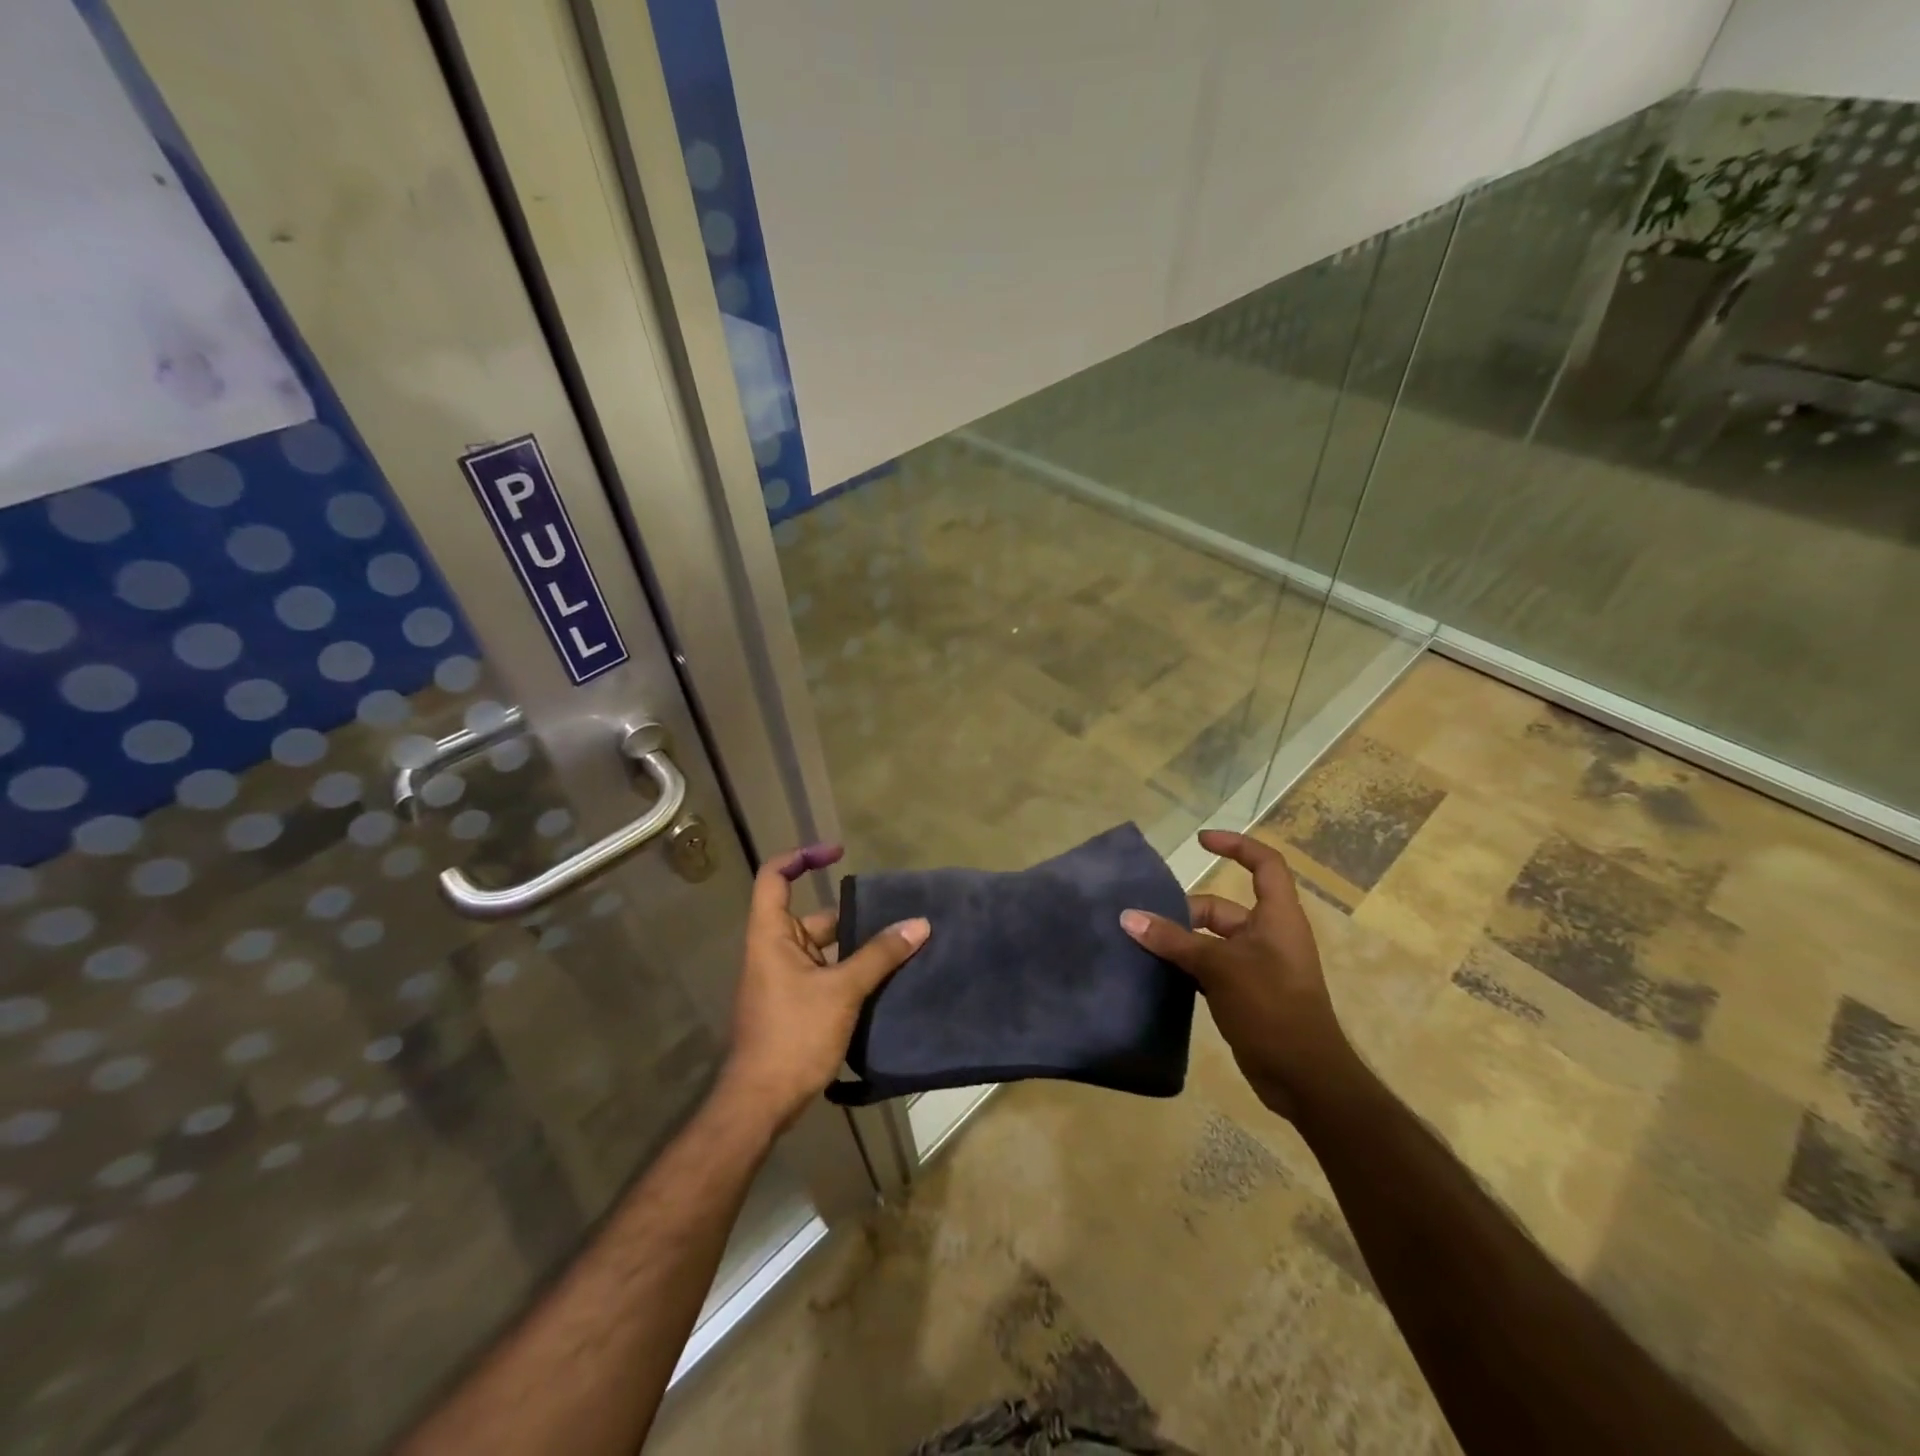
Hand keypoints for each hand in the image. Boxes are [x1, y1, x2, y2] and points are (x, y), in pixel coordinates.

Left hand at [720, 844, 929, 1132]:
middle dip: (853, 914)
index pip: (775, 878)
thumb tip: (919, 923)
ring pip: (826, 948)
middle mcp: (775, 950)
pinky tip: (887, 978)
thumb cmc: (794, 1034)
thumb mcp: (842, 990)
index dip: (802, 857)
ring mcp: (785, 979)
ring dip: (858, 947)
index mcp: (772, 935)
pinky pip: (827, 973)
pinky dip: (853, 971)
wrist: (761, 1102)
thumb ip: (880, 955)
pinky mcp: (797, 1004)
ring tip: (903, 943)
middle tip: (897, 913)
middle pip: (814, 916)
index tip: (838, 853)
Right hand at [1120, 829, 1354, 1119]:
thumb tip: (1128, 918)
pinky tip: (1157, 975)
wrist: (1305, 1078)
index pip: (1265, 864)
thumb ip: (1173, 941)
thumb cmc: (1271, 1007)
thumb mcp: (1219, 967)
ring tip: (1141, 945)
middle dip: (1185, 912)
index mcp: (1277, 917)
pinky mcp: (1246, 994)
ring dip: (1180, 942)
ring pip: (1212, 941)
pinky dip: (1186, 968)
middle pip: (1223, 907)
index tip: (1200, 841)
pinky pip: (1210, 969)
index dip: (1236, 846)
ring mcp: (1258, 967)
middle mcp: (1269, 936)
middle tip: (1145, 922)